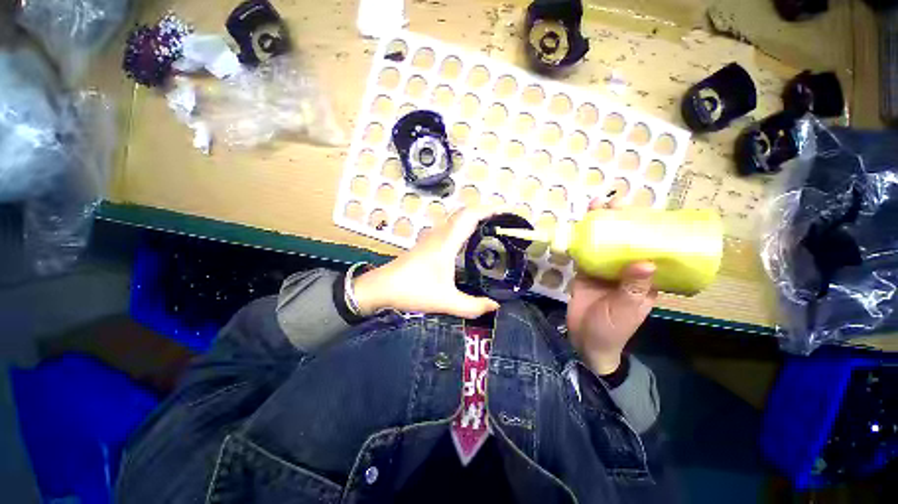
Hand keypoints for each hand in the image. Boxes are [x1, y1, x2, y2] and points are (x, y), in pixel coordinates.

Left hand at [352, 205, 504, 318]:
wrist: (381, 287)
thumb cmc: (413, 290)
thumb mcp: (445, 302)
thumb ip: (472, 306)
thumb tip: (496, 306)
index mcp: (447, 243)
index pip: (470, 216)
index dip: (490, 209)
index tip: (507, 210)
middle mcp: (440, 234)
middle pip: (464, 212)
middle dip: (485, 210)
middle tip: (503, 219)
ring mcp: (432, 237)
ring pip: (455, 217)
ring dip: (473, 216)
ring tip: (490, 225)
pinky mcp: (427, 242)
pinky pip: (450, 225)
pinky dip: (463, 224)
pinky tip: (468, 238)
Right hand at [566, 197, 657, 374]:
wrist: (585, 340)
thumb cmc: (612, 329)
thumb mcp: (626, 310)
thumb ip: (634, 288)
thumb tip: (646, 262)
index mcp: (644, 277)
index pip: (650, 247)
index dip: (647, 227)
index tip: (642, 210)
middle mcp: (625, 269)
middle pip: (625, 240)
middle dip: (621, 219)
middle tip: (614, 202)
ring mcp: (603, 269)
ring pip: (603, 242)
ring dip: (599, 225)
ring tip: (596, 206)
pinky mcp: (585, 271)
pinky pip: (584, 252)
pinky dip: (581, 239)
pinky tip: (578, 226)